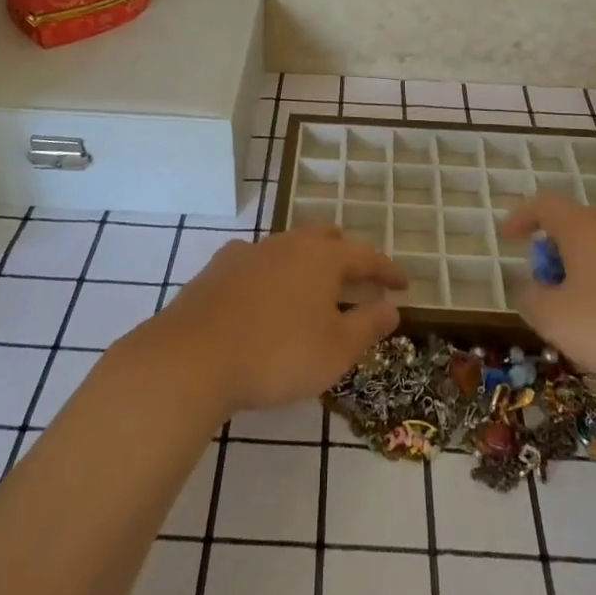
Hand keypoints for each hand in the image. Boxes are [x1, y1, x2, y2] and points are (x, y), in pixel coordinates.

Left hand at [134, 225, 406, 414]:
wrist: (192, 358)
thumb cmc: (278, 354)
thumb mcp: (336, 349)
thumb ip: (368, 325)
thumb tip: (391, 307)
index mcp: (321, 257)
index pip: (366, 256)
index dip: (387, 271)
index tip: (403, 284)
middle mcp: (286, 244)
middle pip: (323, 236)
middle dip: (344, 253)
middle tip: (356, 277)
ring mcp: (247, 253)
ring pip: (286, 247)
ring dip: (305, 263)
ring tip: (310, 290)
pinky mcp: (216, 270)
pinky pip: (254, 263)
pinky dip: (270, 276)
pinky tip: (264, 297)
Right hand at [501, 192, 595, 390]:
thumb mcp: (559, 320)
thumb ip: (531, 301)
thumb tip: (528, 288)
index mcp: (581, 226)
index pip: (542, 205)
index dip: (520, 218)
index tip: (507, 236)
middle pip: (573, 228)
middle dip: (554, 256)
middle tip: (546, 291)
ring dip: (584, 275)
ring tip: (583, 318)